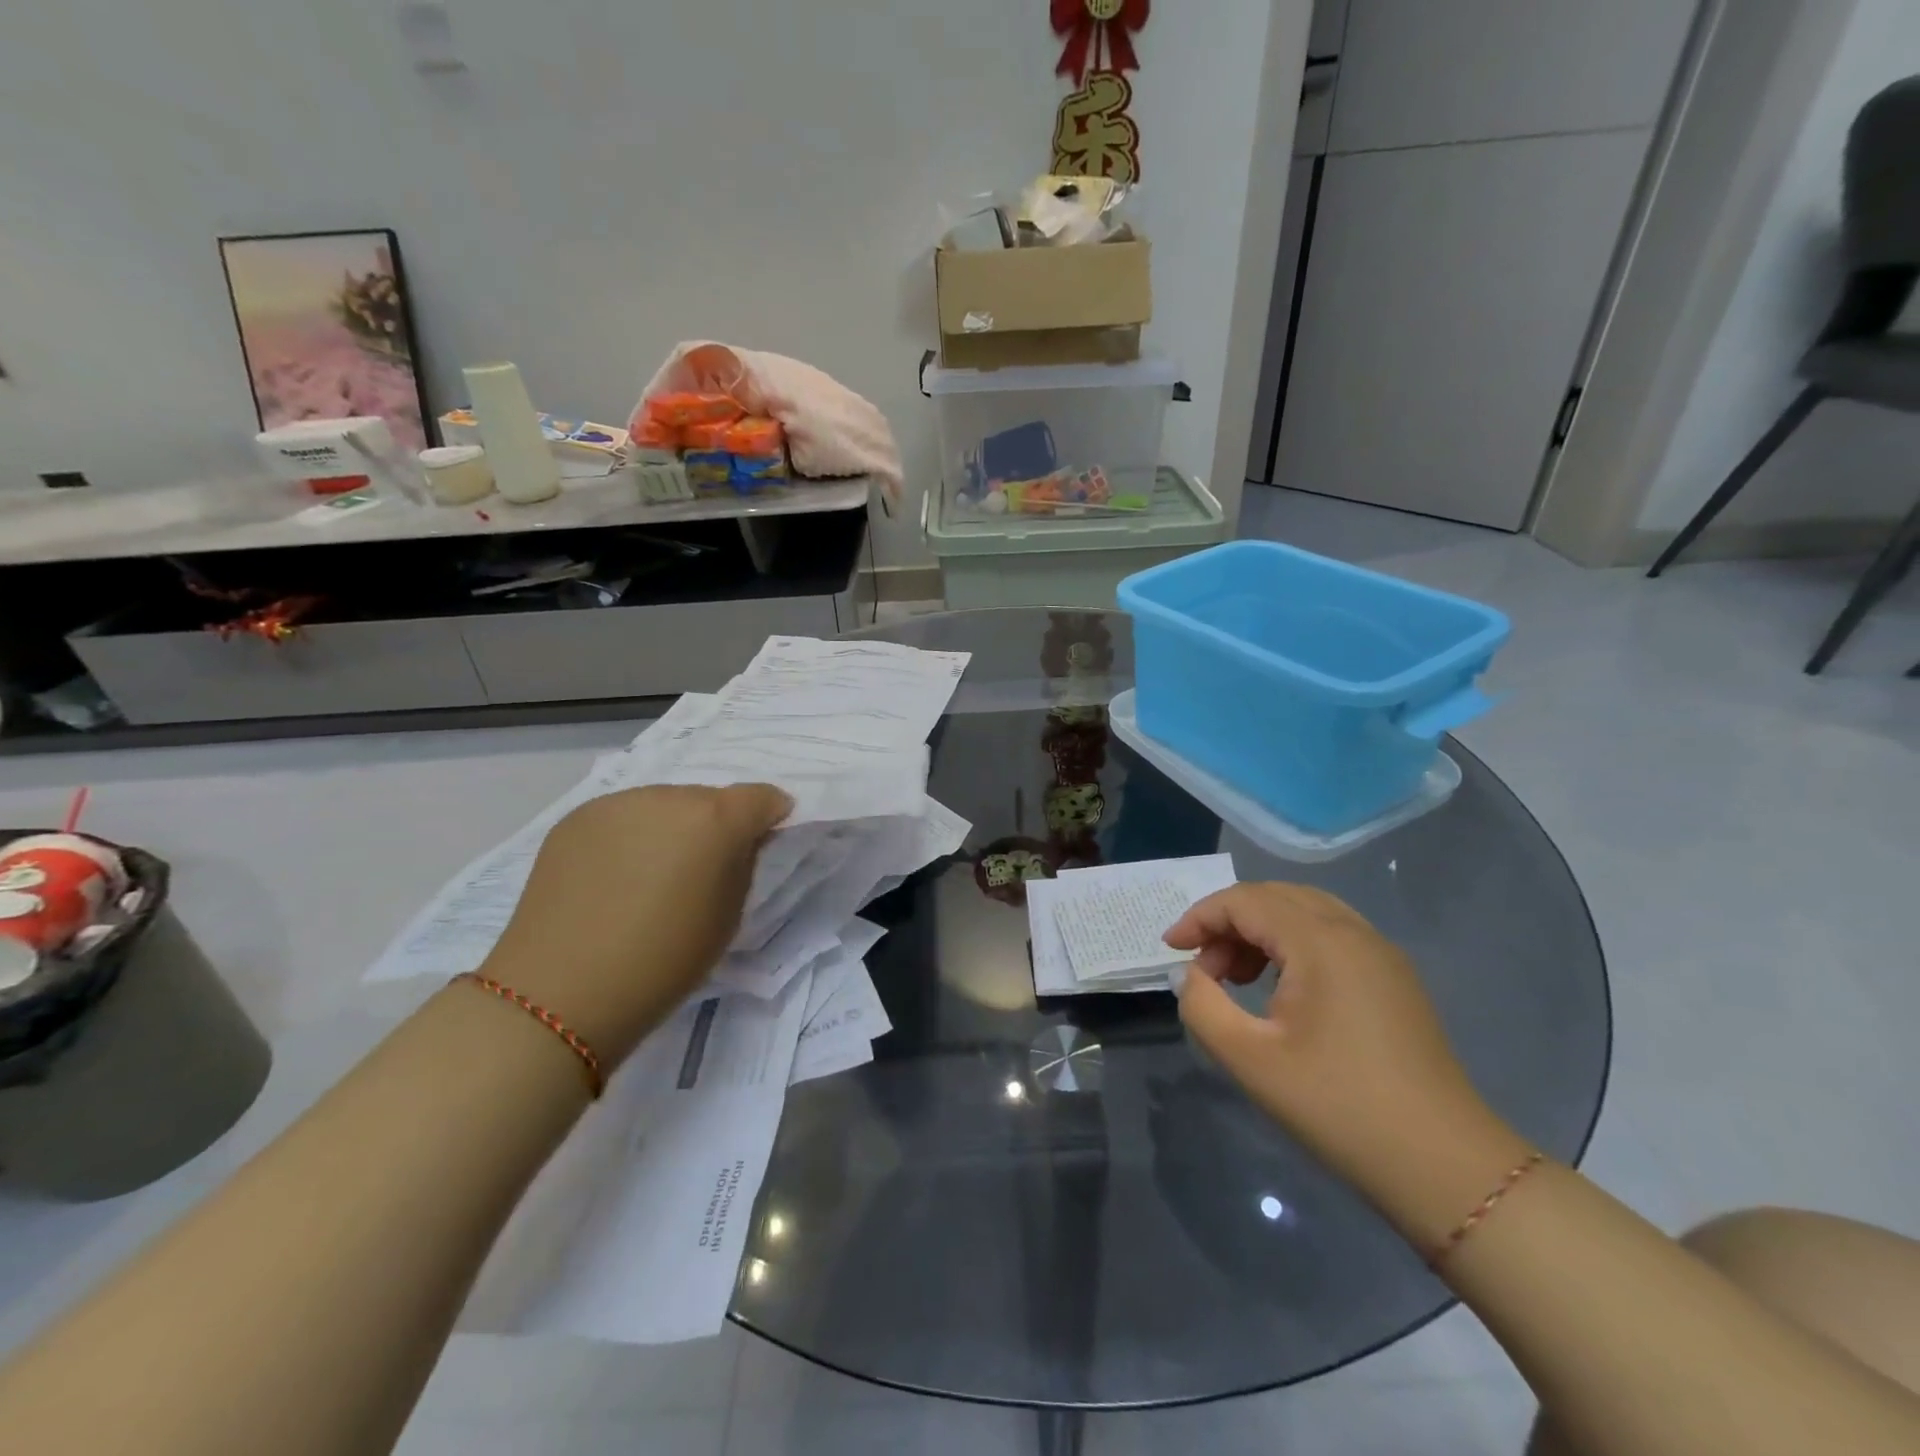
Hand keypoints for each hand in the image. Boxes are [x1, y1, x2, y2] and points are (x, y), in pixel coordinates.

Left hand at [480, 784, 789, 1065]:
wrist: (563, 991)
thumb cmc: (665, 961)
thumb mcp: (728, 915)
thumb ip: (743, 864)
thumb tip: (740, 841)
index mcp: (716, 819)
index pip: (761, 797)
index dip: (770, 816)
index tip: (763, 840)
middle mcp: (669, 796)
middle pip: (708, 798)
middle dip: (714, 824)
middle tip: (700, 869)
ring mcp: (617, 803)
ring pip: (663, 804)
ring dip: (670, 828)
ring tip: (651, 874)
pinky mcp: (576, 817)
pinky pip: (622, 817)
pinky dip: (629, 837)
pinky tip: (613, 877)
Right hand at [1166, 883, 1512, 1207]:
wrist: (1444, 1167)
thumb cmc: (1338, 1107)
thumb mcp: (1249, 1059)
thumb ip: (1202, 1005)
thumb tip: (1191, 975)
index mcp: (1321, 942)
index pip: (1245, 901)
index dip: (1199, 918)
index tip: (1170, 951)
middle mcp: (1354, 932)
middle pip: (1275, 897)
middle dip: (1228, 923)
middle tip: (1203, 968)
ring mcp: (1381, 953)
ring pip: (1305, 912)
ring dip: (1259, 931)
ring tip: (1236, 979)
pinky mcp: (1395, 979)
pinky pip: (1330, 935)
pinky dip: (1291, 944)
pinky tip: (1280, 989)